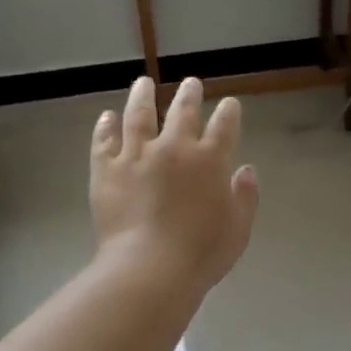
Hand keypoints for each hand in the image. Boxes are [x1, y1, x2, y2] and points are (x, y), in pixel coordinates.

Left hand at [91, 76, 259, 292]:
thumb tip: (246, 170)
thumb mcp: (238, 229)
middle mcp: (174, 148)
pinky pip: (105, 140)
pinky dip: (106, 126)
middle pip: (182, 111)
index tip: (230, 104)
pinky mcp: (107, 169)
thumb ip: (245, 197)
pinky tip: (107, 117)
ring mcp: (137, 155)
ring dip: (143, 96)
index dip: (229, 112)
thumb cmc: (201, 253)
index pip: (224, 126)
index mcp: (210, 160)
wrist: (148, 267)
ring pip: (139, 115)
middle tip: (191, 83)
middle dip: (189, 94)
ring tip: (144, 83)